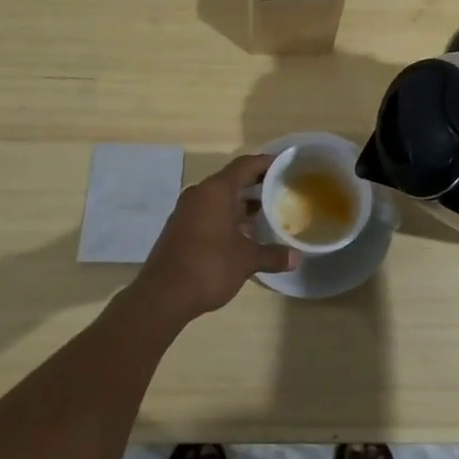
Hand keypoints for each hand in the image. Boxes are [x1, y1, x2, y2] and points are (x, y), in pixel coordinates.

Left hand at [132, 155, 295, 324]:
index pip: (245, 165)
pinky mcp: (180, 228)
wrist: (162, 296)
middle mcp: (200, 194)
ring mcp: (187, 211)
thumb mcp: (246, 260)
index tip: (285, 164)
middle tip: (281, 190)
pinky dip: (227, 217)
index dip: (266, 163)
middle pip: (232, 180)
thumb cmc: (208, 267)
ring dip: (242, 204)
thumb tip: (296, 257)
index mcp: (216, 191)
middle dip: (256, 185)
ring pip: (219, 199)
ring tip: (267, 213)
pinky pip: (209, 213)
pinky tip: (243, 234)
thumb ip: (272, 255)